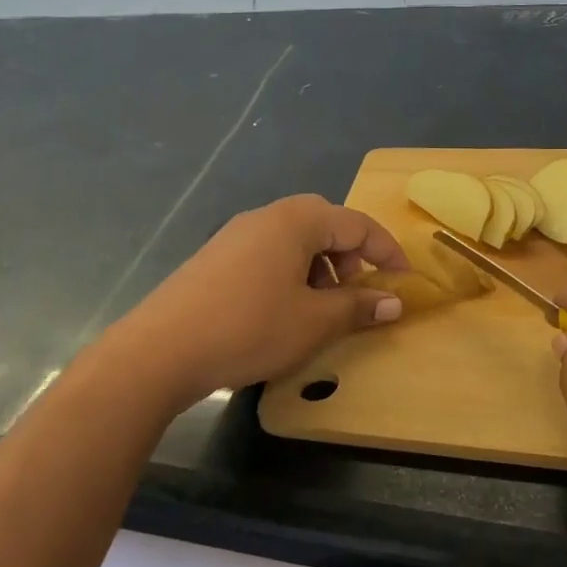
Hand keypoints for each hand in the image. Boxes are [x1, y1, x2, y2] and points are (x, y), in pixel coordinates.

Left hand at [112, 195, 409, 404]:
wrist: (161, 349)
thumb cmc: (249, 328)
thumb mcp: (313, 322)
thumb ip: (357, 306)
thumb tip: (394, 302)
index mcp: (295, 221)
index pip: (355, 223)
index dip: (386, 250)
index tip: (405, 279)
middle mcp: (265, 216)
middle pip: (323, 223)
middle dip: (351, 254)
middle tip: (361, 289)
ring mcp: (235, 235)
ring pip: (293, 239)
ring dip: (320, 264)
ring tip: (323, 304)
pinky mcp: (215, 257)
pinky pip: (267, 253)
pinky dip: (290, 272)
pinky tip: (283, 308)